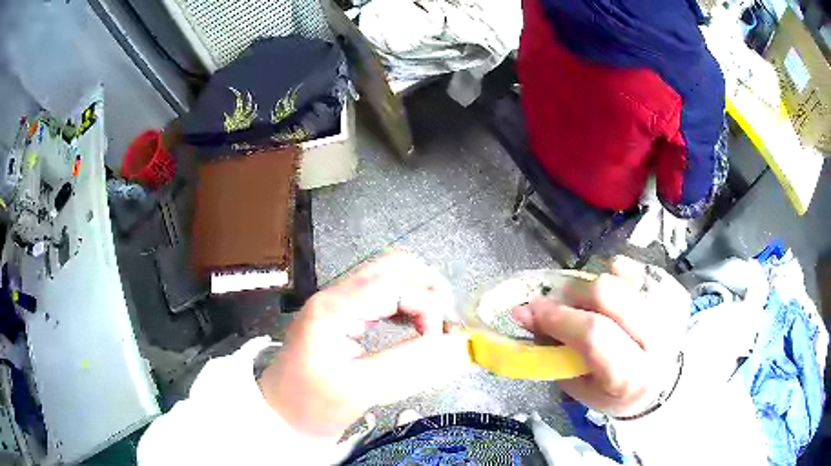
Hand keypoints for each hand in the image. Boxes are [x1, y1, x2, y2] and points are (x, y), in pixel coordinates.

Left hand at [258, 251, 471, 437]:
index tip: (439, 339)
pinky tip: (416, 329)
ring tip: (435, 327)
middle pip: (392, 267)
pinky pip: (383, 296)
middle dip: (427, 288)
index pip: (393, 284)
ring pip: (389, 277)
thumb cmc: (311, 405)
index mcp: (333, 308)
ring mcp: (339, 303)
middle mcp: (336, 295)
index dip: (426, 305)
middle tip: (445, 324)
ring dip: (419, 295)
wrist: (281, 414)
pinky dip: (406, 306)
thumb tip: (458, 346)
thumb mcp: (360, 390)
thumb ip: (410, 366)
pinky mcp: (344, 315)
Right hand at [513, 256, 689, 416]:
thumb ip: (554, 352)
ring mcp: (669, 309)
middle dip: (573, 294)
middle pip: (608, 293)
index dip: (559, 318)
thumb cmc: (614, 391)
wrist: (662, 380)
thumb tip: (524, 313)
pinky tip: (615, 297)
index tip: (530, 310)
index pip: (594, 334)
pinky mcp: (673, 288)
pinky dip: (615, 276)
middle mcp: (658, 338)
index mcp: (632, 374)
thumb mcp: (580, 386)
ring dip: (594, 285)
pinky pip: (634, 266)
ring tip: (592, 305)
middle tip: (561, 305)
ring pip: (619, 273)